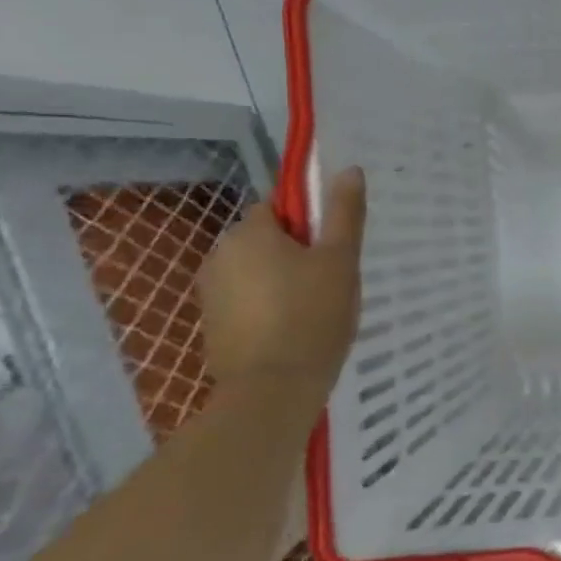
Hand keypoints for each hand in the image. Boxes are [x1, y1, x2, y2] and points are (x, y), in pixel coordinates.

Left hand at [197, 168, 366, 390]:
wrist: (272, 390)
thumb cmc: (312, 315)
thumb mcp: (340, 259)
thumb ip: (344, 212)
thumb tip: (349, 169)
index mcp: (249, 232)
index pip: (279, 207)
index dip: (310, 224)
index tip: (333, 249)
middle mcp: (220, 255)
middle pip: (266, 239)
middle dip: (296, 253)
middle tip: (331, 281)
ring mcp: (210, 293)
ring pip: (256, 271)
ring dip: (282, 281)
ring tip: (316, 310)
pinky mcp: (212, 325)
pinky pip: (246, 301)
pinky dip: (267, 308)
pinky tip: (293, 331)